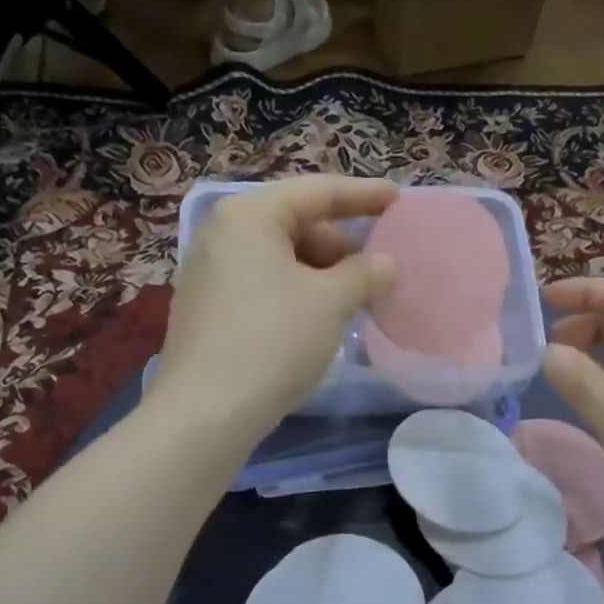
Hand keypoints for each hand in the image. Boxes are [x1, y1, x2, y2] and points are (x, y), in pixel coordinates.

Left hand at [152, 176, 399, 437]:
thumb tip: (385, 263)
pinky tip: (315, 321)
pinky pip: (260, 286)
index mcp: (250, 216)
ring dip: (319, 274)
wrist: (207, 411)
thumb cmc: (273, 341)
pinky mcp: (205, 311)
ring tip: (351, 301)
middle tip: (375, 271)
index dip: (362, 195)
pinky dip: (293, 294)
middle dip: (339, 245)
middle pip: (294, 225)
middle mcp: (221, 235)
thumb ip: (364, 274)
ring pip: (277, 260)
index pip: (317, 192)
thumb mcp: (330, 302)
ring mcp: (207, 274)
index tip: (398, 200)